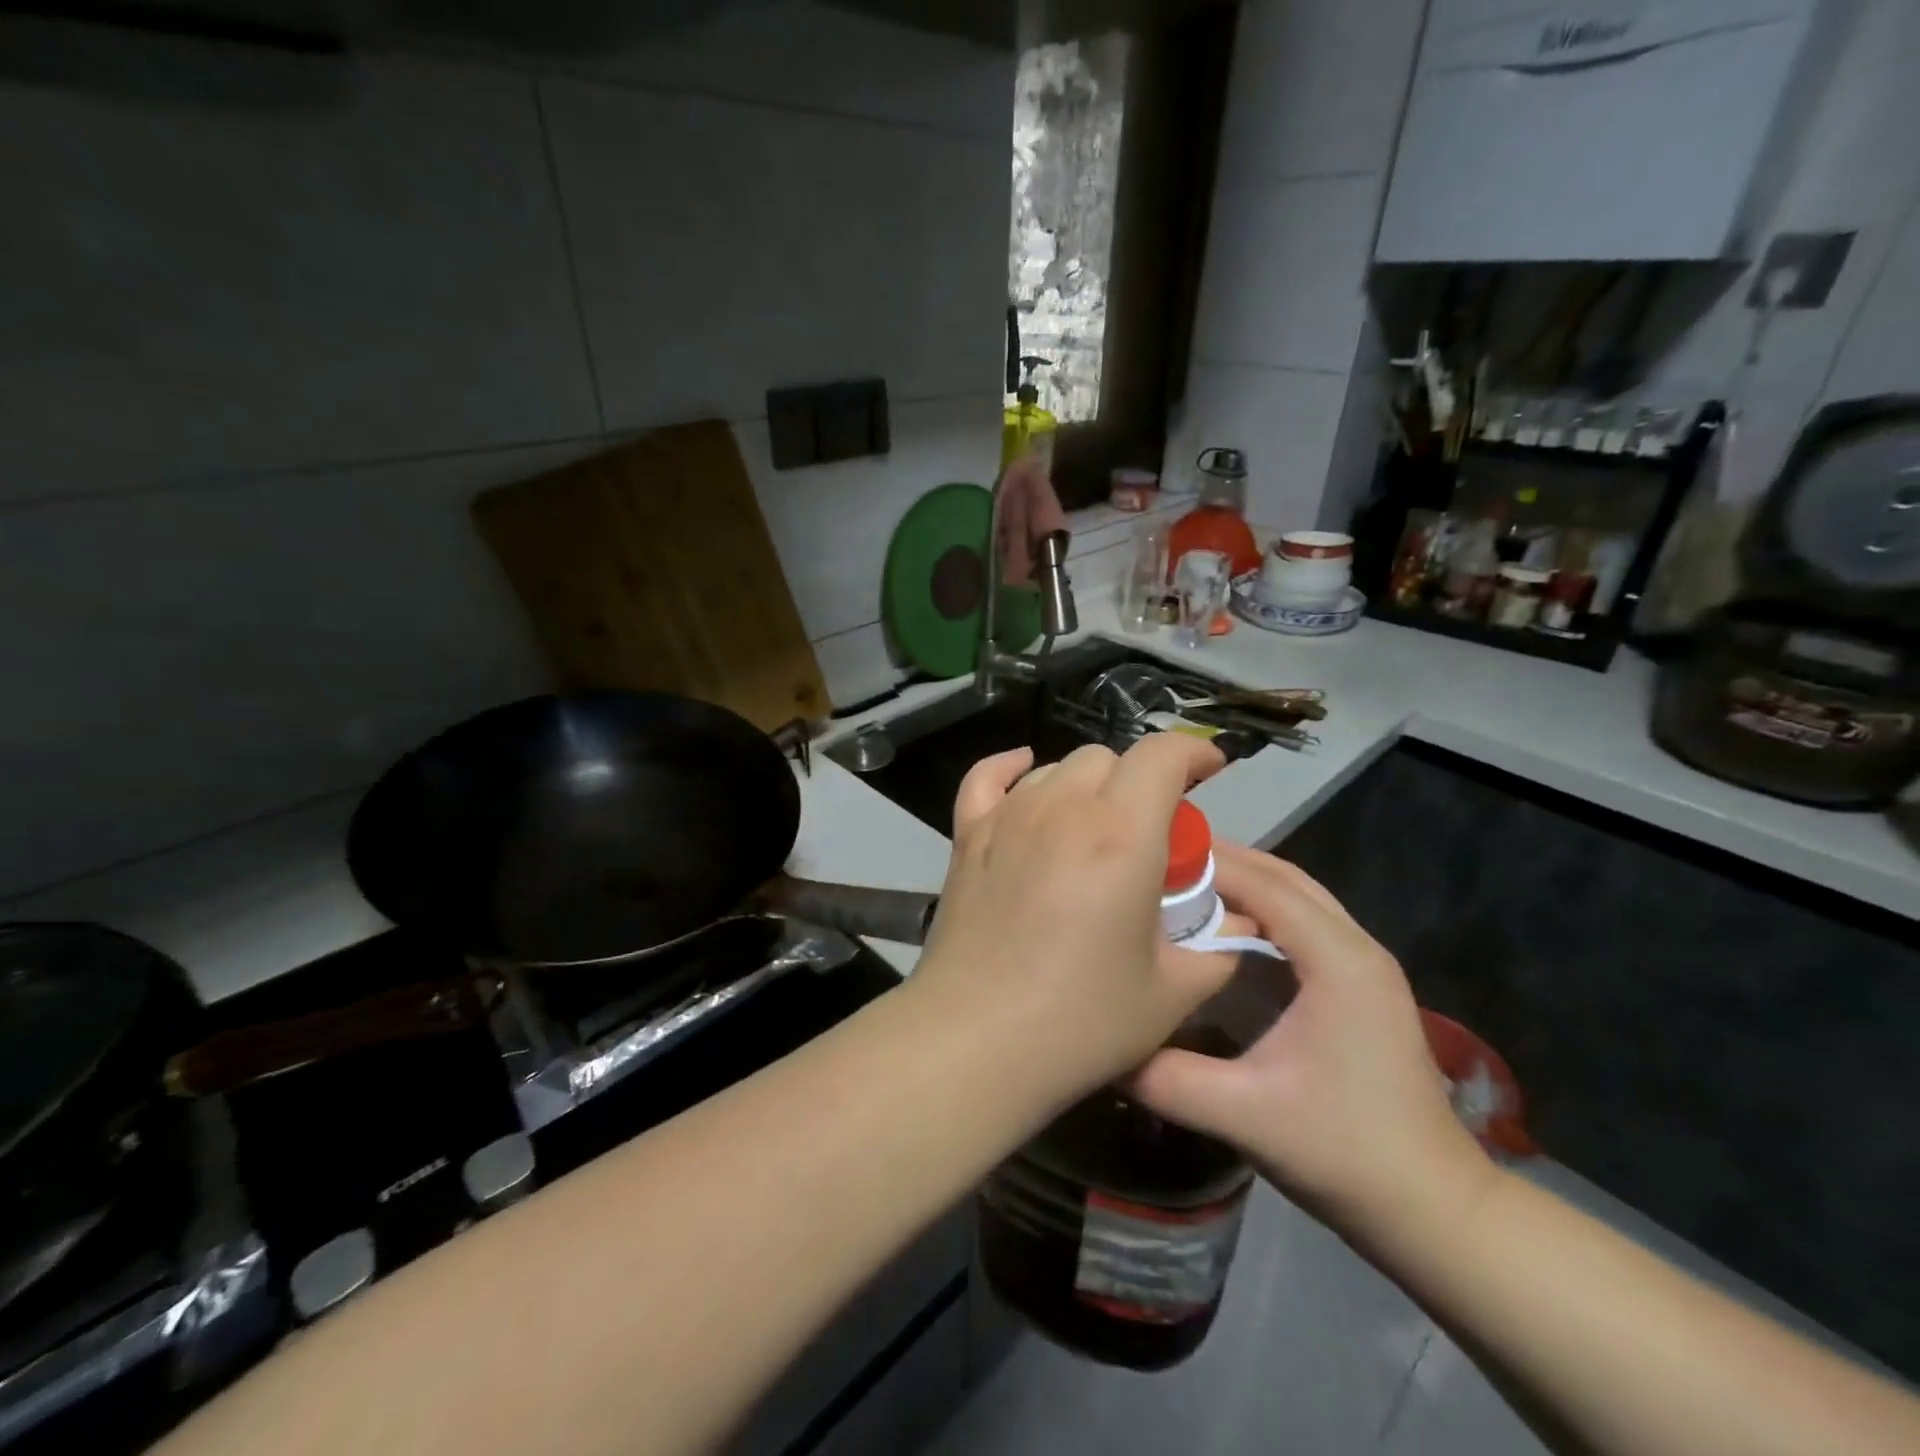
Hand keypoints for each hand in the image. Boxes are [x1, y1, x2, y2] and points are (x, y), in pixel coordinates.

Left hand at [905, 737, 1242, 1113]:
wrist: (975, 1041)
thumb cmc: (1080, 1020)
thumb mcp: (1171, 993)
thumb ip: (1217, 950)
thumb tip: (1239, 927)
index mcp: (1120, 834)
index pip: (1161, 756)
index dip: (1192, 752)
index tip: (1210, 771)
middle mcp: (1061, 809)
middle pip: (1108, 759)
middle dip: (1140, 781)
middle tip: (1150, 833)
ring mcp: (1007, 818)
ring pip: (1055, 769)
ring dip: (1087, 786)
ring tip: (1096, 829)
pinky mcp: (968, 837)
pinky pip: (986, 779)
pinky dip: (1009, 769)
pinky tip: (1023, 773)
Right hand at [1130, 844, 1494, 1246]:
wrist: (1433, 1209)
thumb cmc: (1344, 1152)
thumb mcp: (1243, 1114)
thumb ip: (1165, 1076)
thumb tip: (1104, 1043)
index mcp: (1338, 961)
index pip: (1263, 884)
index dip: (1206, 864)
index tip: (1147, 858)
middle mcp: (1356, 947)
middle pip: (1282, 877)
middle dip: (1222, 862)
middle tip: (1157, 862)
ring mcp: (1363, 965)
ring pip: (1296, 895)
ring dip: (1242, 881)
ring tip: (1180, 884)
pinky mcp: (1359, 984)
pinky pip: (1302, 921)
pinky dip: (1260, 907)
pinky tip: (1221, 926)